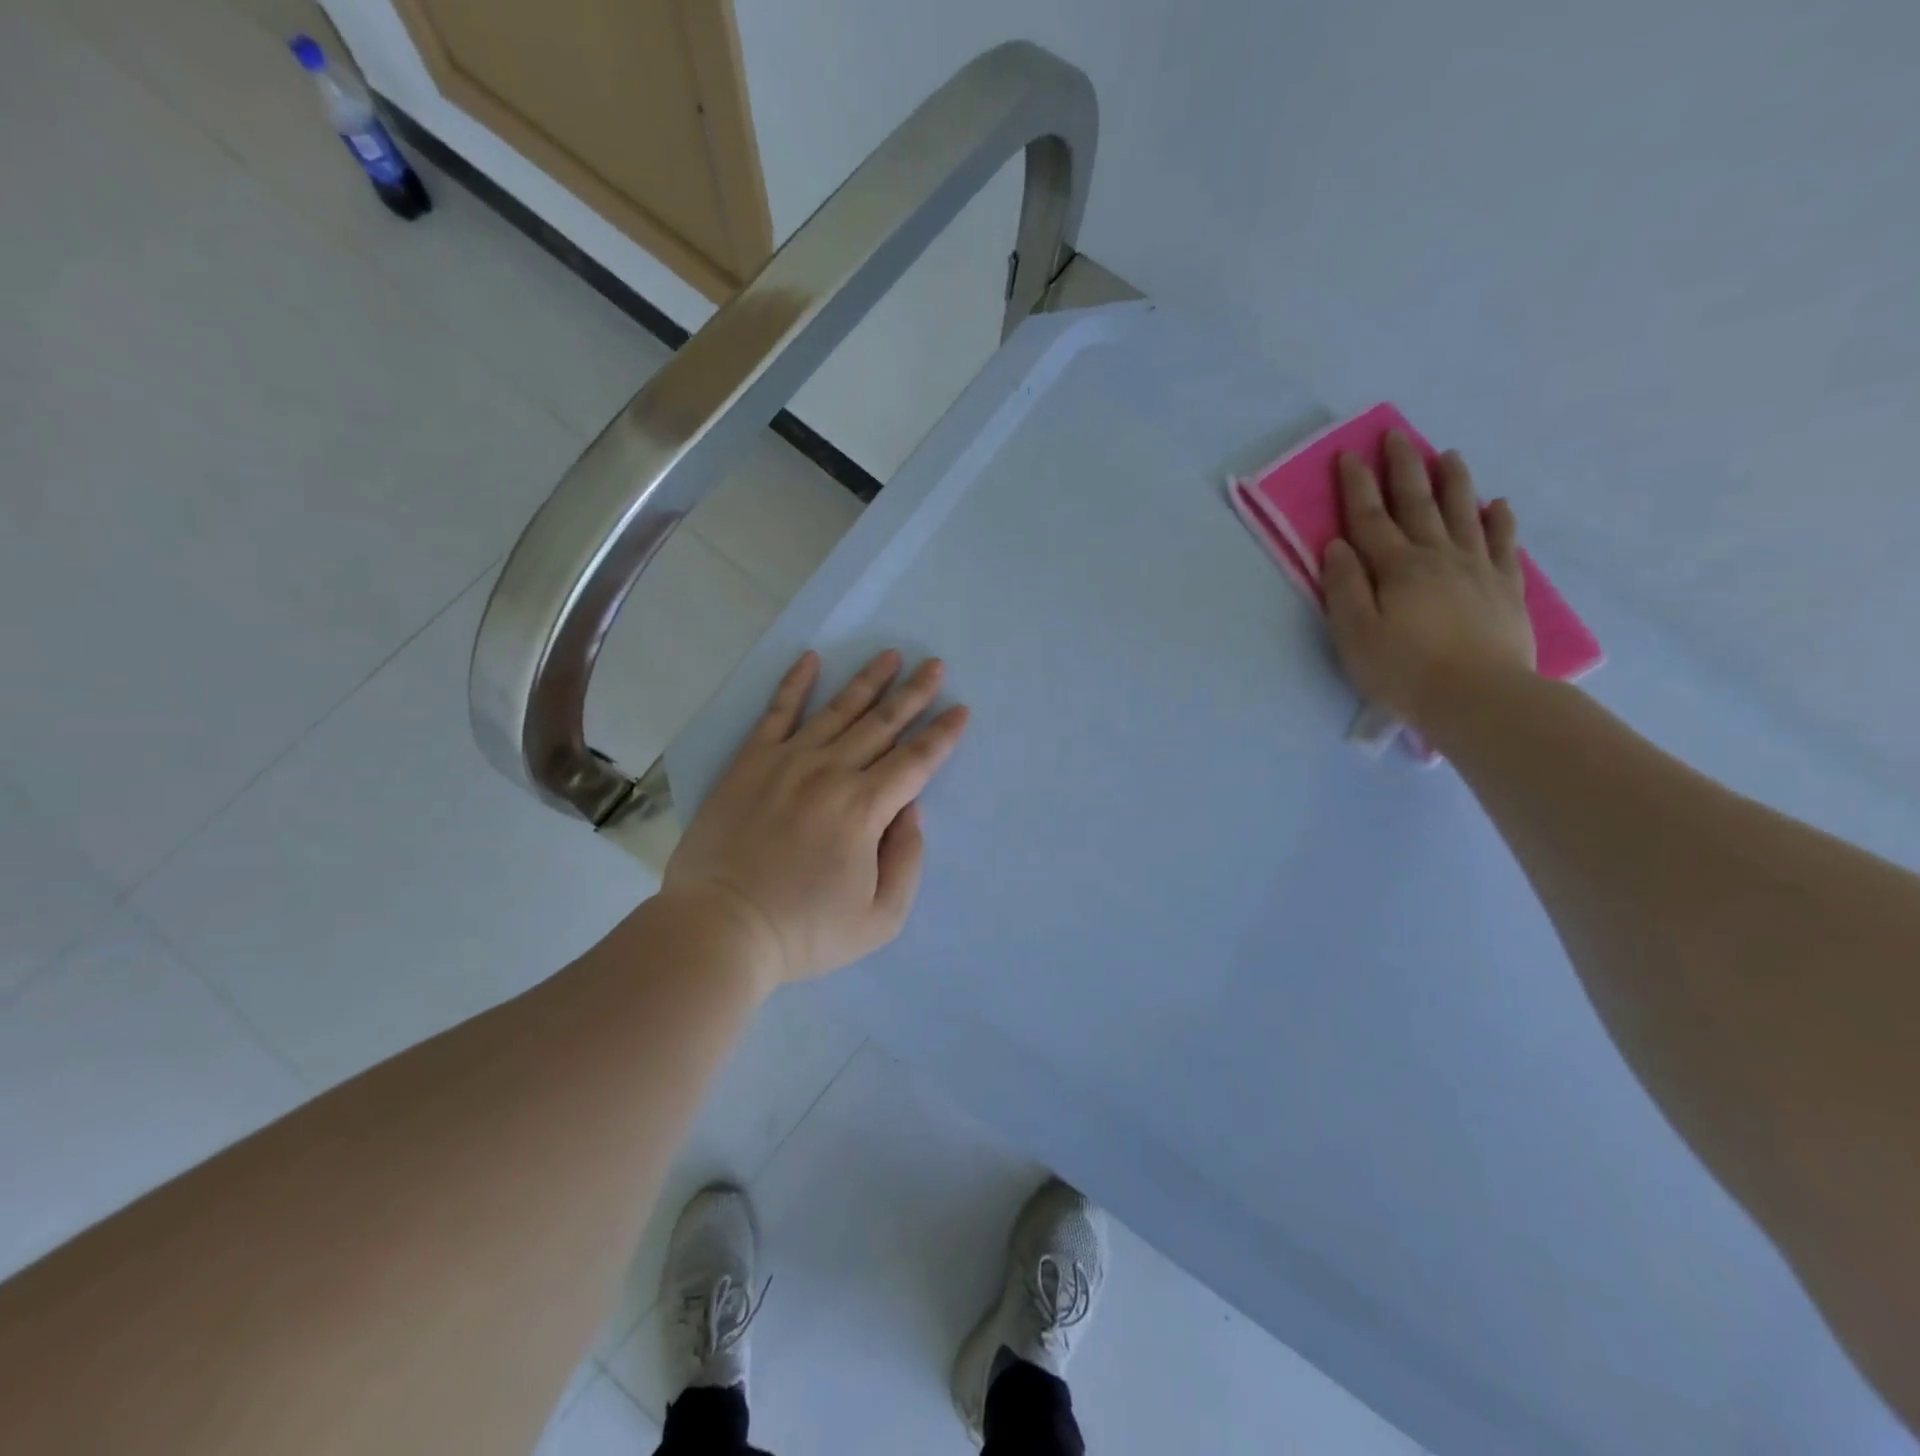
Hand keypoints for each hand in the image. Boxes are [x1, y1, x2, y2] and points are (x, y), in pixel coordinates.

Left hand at [660, 650, 969, 990]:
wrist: (719, 929)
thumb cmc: (804, 932)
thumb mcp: (880, 918)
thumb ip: (907, 859)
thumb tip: (911, 810)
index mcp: (865, 808)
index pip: (916, 761)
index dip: (942, 734)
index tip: (960, 710)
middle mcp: (830, 773)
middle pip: (882, 724)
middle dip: (914, 694)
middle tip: (935, 665)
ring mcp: (786, 762)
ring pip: (837, 710)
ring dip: (868, 681)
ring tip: (890, 655)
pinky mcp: (749, 763)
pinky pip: (776, 713)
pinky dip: (793, 684)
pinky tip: (809, 659)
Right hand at [1322, 431, 1535, 731]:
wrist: (1479, 698)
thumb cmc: (1403, 671)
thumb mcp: (1354, 634)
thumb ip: (1344, 587)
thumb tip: (1337, 546)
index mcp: (1396, 568)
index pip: (1370, 518)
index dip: (1357, 486)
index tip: (1348, 455)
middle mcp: (1438, 557)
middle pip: (1418, 504)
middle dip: (1403, 468)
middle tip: (1396, 436)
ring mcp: (1477, 569)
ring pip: (1464, 514)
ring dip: (1453, 482)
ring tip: (1448, 455)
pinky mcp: (1505, 589)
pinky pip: (1503, 543)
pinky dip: (1499, 520)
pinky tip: (1498, 505)